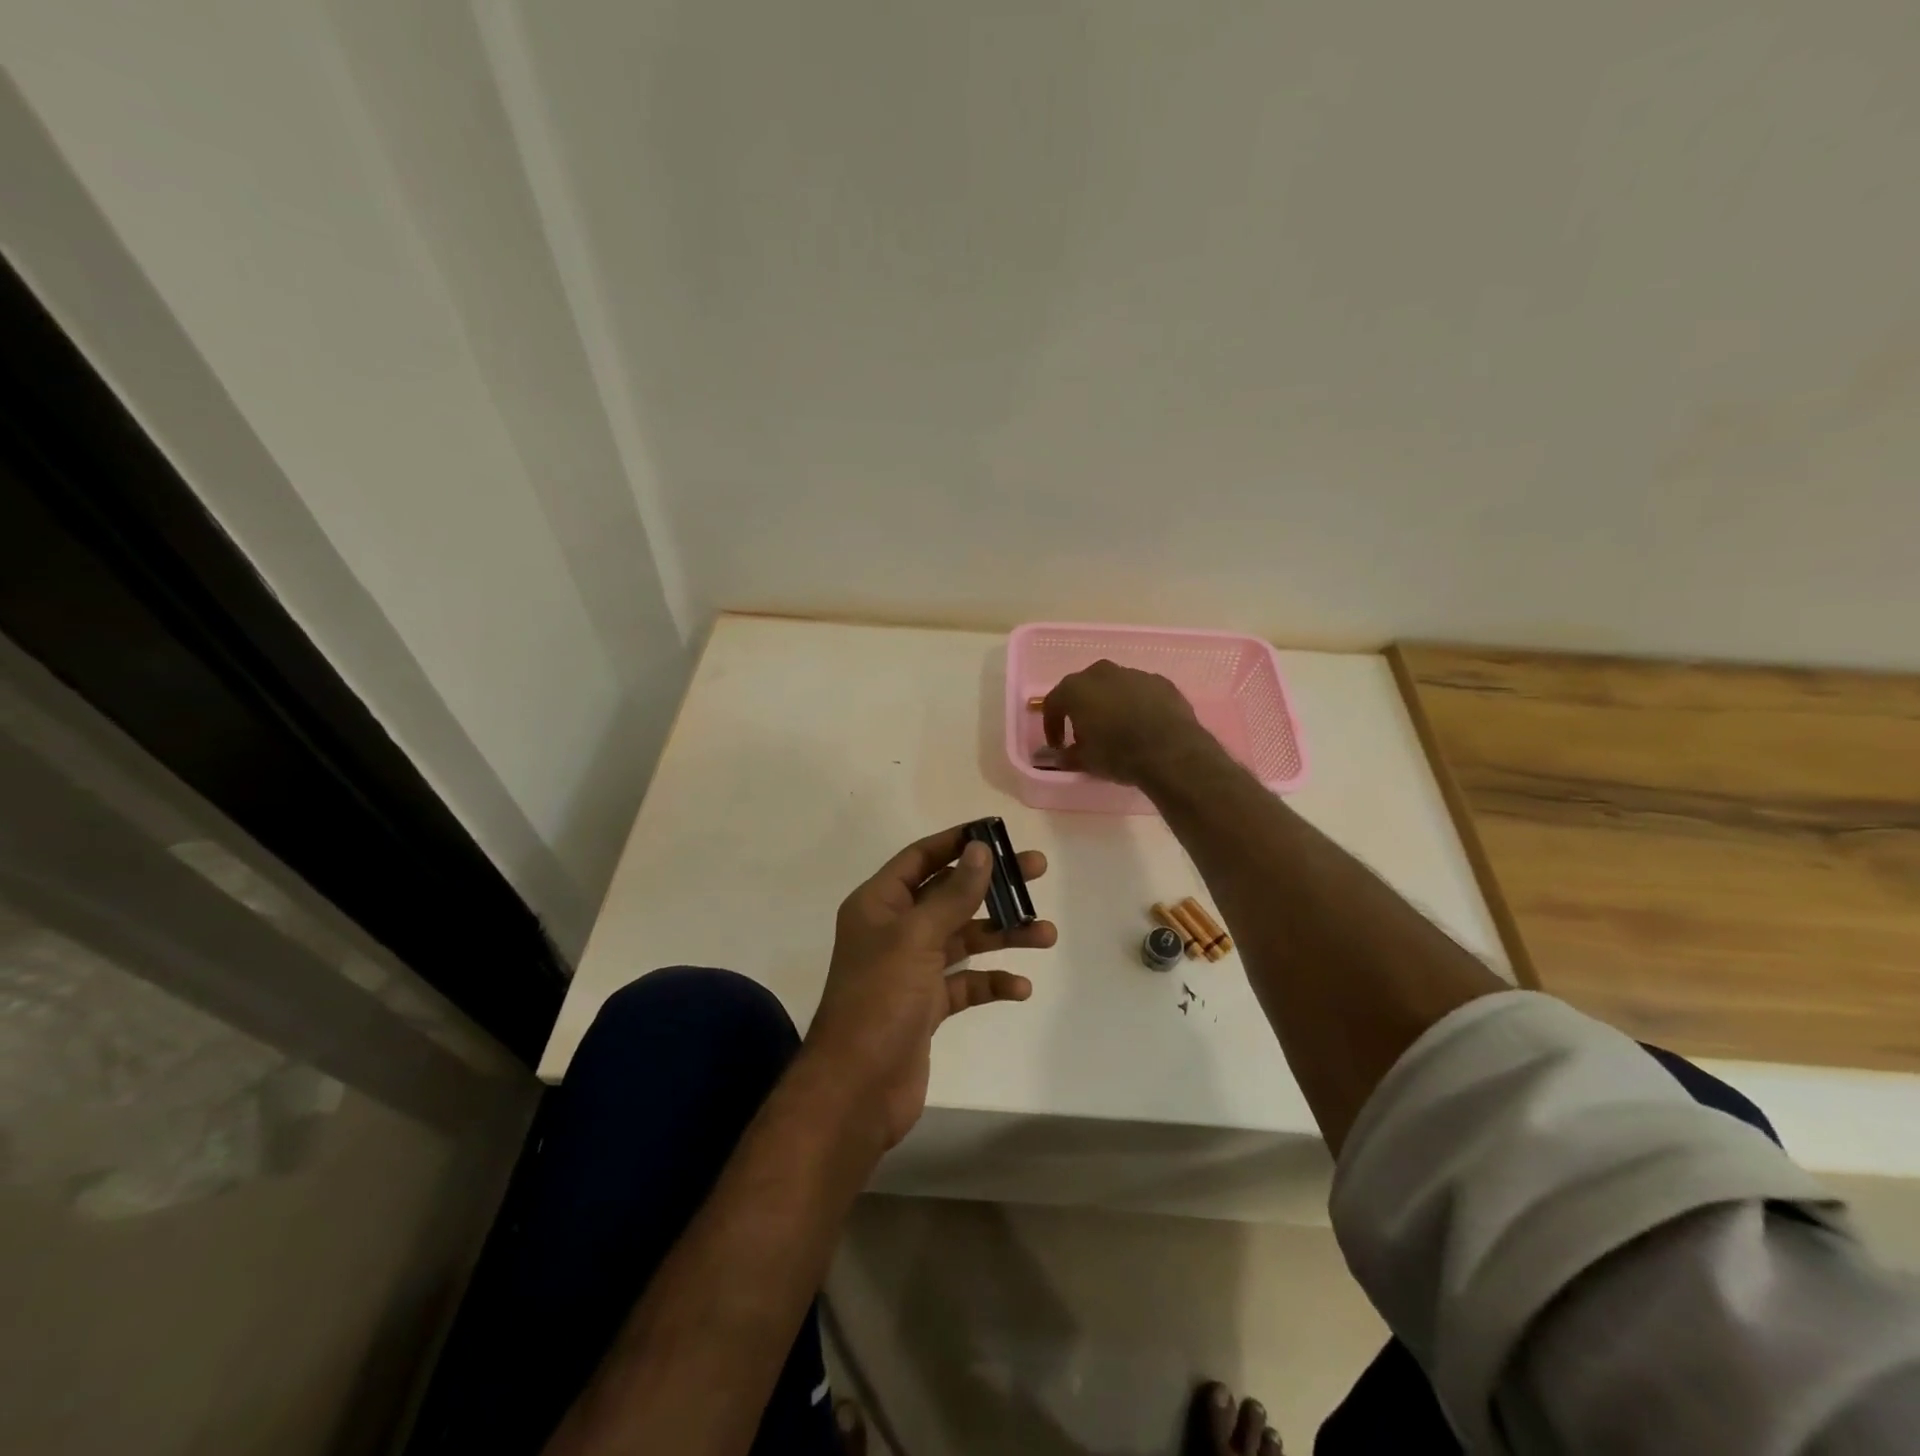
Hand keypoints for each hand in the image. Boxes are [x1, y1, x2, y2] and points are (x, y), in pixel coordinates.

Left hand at [805, 826, 1055, 1147]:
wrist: (856, 1089)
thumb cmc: (880, 999)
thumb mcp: (917, 937)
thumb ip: (953, 894)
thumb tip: (981, 850)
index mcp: (879, 904)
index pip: (921, 858)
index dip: (957, 842)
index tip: (998, 833)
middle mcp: (894, 930)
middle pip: (949, 895)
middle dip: (992, 886)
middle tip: (1037, 872)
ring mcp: (910, 970)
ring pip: (963, 939)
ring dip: (1002, 935)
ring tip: (1046, 934)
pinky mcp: (925, 1006)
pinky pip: (965, 983)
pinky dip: (991, 982)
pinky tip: (1020, 987)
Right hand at [1042, 659, 1214, 785]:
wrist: (1171, 751)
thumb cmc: (1118, 754)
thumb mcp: (1086, 761)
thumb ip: (1068, 755)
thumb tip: (1062, 756)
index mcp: (1076, 688)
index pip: (1054, 703)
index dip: (1052, 725)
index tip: (1058, 745)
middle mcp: (1102, 673)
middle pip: (1084, 687)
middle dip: (1082, 707)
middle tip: (1085, 732)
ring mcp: (1134, 674)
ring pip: (1114, 686)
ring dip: (1111, 703)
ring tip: (1117, 729)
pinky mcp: (1161, 681)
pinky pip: (1140, 692)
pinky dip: (1136, 704)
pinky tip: (1143, 725)